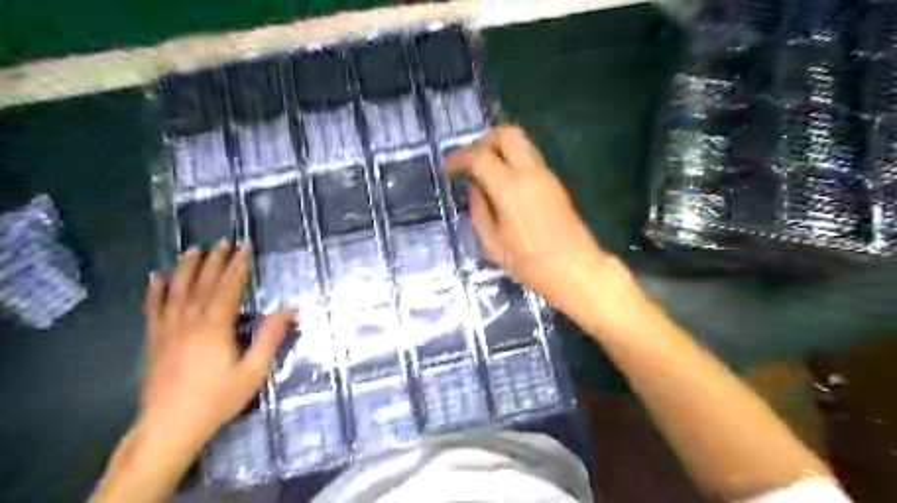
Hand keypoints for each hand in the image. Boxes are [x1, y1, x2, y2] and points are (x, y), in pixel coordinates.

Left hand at [141, 242, 292, 447]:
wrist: (169, 426)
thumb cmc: (217, 398)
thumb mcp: (254, 370)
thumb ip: (270, 337)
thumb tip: (289, 309)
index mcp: (215, 326)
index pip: (229, 287)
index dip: (238, 265)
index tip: (245, 246)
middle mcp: (190, 321)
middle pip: (203, 284)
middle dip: (215, 261)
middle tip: (223, 241)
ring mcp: (168, 330)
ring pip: (177, 291)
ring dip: (186, 268)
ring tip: (192, 249)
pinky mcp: (154, 341)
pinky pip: (153, 309)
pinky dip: (154, 292)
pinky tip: (155, 278)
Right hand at [444, 123, 613, 310]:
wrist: (575, 270)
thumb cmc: (530, 263)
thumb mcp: (492, 243)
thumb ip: (479, 210)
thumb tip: (475, 189)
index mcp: (510, 189)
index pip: (479, 156)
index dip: (459, 158)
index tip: (448, 169)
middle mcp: (530, 173)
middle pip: (507, 134)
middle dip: (484, 140)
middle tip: (471, 160)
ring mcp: (546, 176)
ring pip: (522, 143)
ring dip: (500, 149)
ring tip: (486, 171)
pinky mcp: (555, 183)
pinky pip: (530, 159)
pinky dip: (513, 161)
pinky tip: (504, 184)